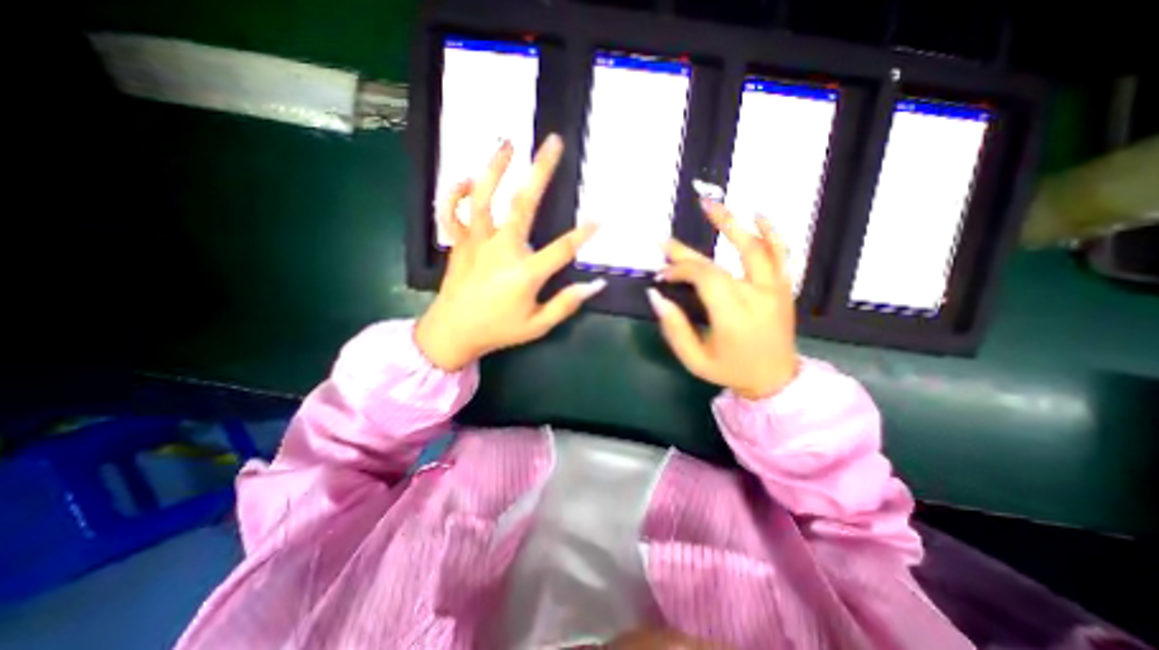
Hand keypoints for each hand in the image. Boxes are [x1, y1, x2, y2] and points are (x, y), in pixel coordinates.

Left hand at [415, 135, 601, 371]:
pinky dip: (454, 193)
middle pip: (523, 205)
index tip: (601, 216)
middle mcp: (501, 250)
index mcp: (525, 274)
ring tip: (508, 143)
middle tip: (552, 143)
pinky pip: (452, 212)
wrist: (452, 333)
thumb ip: (566, 304)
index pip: (562, 248)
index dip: (584, 233)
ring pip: (483, 197)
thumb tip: (595, 286)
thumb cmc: (498, 330)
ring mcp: (476, 243)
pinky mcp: (458, 243)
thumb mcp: (538, 326)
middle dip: (540, 171)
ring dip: (495, 168)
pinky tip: (466, 179)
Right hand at [648, 197, 801, 400]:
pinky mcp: (783, 287)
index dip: (678, 270)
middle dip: (686, 253)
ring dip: (730, 223)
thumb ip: (674, 328)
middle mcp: (756, 295)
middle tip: (664, 241)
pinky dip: (772, 232)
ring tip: (709, 202)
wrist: (775, 380)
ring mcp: (774, 289)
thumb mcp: (694, 359)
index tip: (661, 276)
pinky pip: (783, 254)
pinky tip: (758, 215)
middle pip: (718, 262)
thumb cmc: (730, 371)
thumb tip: (655, 296)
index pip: (702, 277)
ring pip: (754, 247)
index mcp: (733, 315)